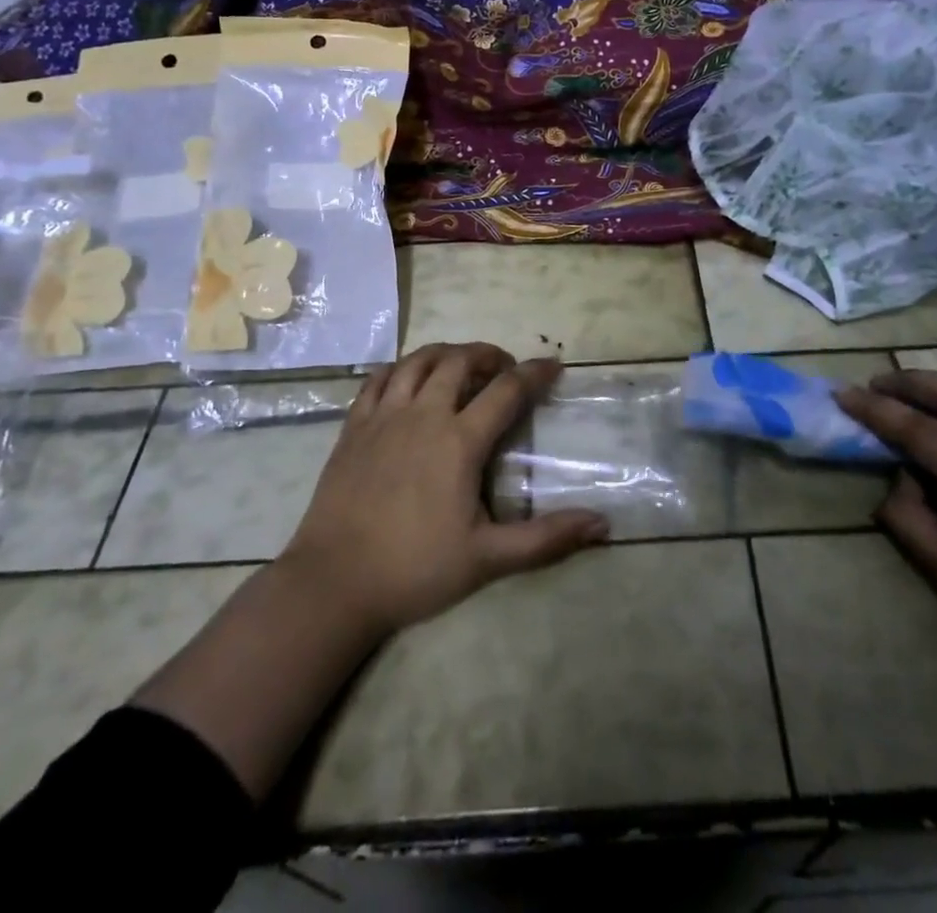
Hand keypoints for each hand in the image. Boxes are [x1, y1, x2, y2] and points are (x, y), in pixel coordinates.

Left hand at [280, 342, 609, 638]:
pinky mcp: (353, 426)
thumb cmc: (414, 569)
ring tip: (461, 364)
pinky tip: (408, 379)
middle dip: (488, 354)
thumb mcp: (488, 559)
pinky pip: (378, 379)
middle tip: (504, 367)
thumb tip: (602, 524)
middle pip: (459, 361)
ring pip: (418, 361)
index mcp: (459, 441)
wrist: (333, 583)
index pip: (506, 390)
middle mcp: (423, 415)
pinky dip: (400, 368)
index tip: (554, 365)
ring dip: (446, 353)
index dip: (535, 373)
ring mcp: (383, 416)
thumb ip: (546, 539)